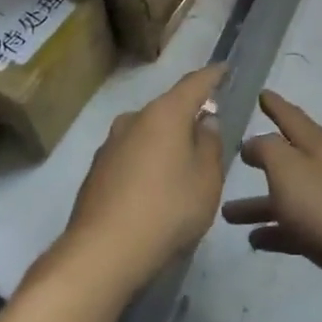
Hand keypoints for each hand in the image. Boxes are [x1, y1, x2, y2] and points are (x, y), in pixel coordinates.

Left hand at [53, 65, 225, 297]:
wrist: (102, 253)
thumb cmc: (167, 210)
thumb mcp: (207, 180)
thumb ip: (210, 145)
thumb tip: (205, 122)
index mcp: (165, 114)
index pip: (194, 84)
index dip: (212, 75)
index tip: (224, 68)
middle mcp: (133, 119)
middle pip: (168, 109)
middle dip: (188, 117)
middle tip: (208, 134)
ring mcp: (110, 145)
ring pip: (147, 134)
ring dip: (166, 143)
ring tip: (182, 169)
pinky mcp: (96, 171)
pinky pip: (131, 156)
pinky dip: (147, 164)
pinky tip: (155, 191)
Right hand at [222, 92, 321, 310]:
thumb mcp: (288, 169)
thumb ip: (266, 150)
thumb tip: (252, 142)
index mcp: (316, 145)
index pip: (291, 116)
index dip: (275, 104)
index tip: (261, 93)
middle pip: (287, 158)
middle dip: (261, 157)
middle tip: (234, 156)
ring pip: (287, 195)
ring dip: (258, 203)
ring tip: (227, 213)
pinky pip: (296, 227)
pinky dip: (276, 231)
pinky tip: (254, 240)